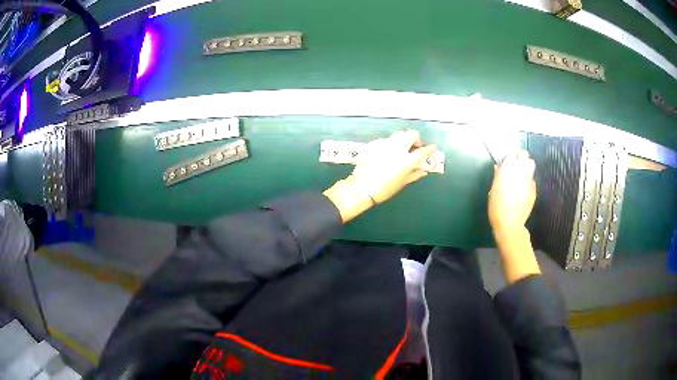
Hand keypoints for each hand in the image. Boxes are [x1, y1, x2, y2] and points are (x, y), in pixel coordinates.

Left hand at [323, 130, 436, 222]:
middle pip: (411, 134)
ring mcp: (384, 144)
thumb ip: (414, 174)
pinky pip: (384, 140)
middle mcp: (397, 148)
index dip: (430, 149)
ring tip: (400, 148)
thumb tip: (423, 171)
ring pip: (398, 135)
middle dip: (415, 138)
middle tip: (414, 146)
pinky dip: (388, 144)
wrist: (362, 187)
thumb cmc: (385, 189)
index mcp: (407, 160)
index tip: (432, 147)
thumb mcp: (402, 183)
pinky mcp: (373, 144)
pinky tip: (385, 152)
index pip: (423, 151)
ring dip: (402, 139)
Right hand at [488, 150, 536, 234]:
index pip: (512, 152)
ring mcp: (528, 180)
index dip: (510, 154)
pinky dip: (528, 181)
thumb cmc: (496, 207)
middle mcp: (520, 172)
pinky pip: (532, 180)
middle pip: (525, 155)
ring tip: (521, 174)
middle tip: (516, 163)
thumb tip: (499, 167)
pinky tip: (523, 189)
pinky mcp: (534, 190)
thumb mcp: (493, 190)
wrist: (509, 224)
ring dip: (527, 167)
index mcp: (507, 170)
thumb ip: (498, 176)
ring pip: (531, 165)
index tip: (508, 158)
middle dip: (521, 157)